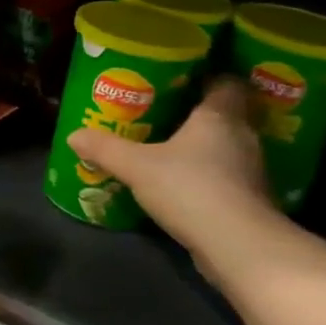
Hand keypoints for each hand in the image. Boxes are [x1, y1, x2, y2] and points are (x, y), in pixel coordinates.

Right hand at [67, 77, 276, 280]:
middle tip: (166, 111)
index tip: (183, 78)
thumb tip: (73, 135)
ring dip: (205, 148)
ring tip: (172, 148)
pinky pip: (228, 177)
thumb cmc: (191, 188)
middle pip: (226, 114)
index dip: (207, 77)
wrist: (239, 247)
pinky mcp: (251, 201)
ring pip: (228, 147)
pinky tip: (186, 184)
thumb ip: (106, 149)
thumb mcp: (137, 167)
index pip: (226, 82)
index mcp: (220, 115)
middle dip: (199, 113)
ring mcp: (252, 171)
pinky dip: (210, 177)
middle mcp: (243, 136)